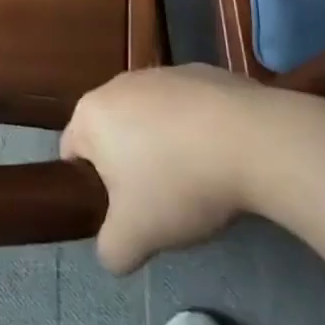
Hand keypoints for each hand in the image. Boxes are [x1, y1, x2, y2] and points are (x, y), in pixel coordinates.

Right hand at [61, 64, 264, 274]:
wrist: (253, 141)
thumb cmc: (178, 183)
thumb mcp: (135, 237)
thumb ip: (111, 250)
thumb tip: (114, 252)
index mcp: (91, 115)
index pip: (71, 152)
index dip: (89, 186)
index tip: (120, 211)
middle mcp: (118, 84)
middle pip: (112, 132)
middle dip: (128, 165)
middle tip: (158, 201)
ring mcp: (162, 74)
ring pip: (150, 118)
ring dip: (163, 146)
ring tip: (196, 180)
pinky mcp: (202, 72)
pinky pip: (188, 109)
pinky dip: (196, 130)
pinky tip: (222, 156)